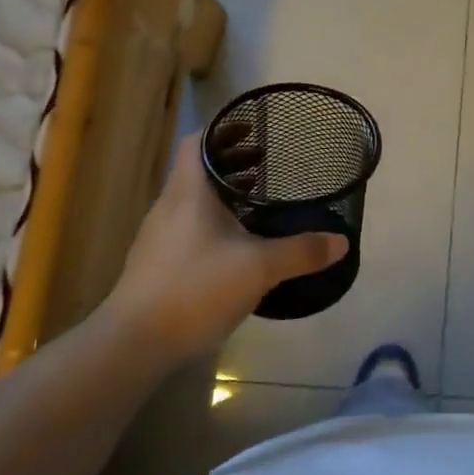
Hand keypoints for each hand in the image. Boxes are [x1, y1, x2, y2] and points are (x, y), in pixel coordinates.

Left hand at [101, 129, 347, 366]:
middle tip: (266, 163)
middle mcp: (170, 206)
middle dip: (232, 163)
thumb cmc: (194, 288)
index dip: (223, 131)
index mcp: (189, 192)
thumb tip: (341, 242)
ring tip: (257, 202)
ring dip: (223, 194)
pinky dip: (213, 223)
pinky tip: (236, 246)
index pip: (198, 142)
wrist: (132, 344)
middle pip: (198, 170)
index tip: (253, 130)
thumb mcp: (258, 268)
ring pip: (193, 200)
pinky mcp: (156, 265)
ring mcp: (159, 237)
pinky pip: (188, 228)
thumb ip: (301, 251)